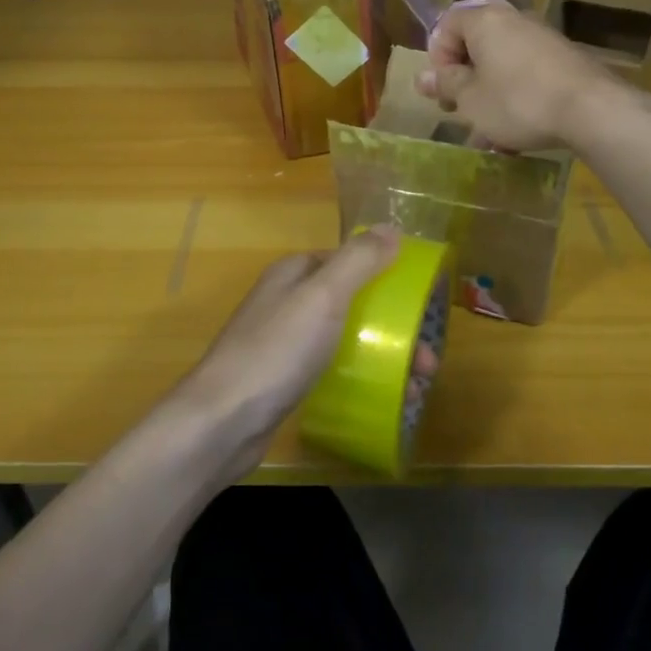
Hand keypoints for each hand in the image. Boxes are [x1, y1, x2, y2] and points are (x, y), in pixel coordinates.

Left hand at [178, 227, 399, 476]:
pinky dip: (360, 377)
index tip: (418, 301)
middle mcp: (287, 302)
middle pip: (350, 302)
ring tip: (417, 388)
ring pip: (344, 338)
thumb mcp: (323, 296)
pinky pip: (332, 369)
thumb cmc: (277, 350)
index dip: (383, 274)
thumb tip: (392, 228)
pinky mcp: (284, 380)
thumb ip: (359, 260)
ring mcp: (283, 343)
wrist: (222, 422)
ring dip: (382, 355)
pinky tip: (382, 399)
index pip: (346, 260)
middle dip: (391, 326)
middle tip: (427, 360)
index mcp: (294, 274)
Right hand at [415, 1, 620, 150]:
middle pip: (476, 45)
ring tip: (488, 135)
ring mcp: (542, 38)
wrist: (592, 110)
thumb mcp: (471, 99)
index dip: (437, 58)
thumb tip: (420, 77)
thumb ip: (446, 85)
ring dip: (489, 96)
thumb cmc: (517, 101)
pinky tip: (518, 135)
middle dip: (464, 80)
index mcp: (484, 20)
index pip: (446, 25)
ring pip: (502, 65)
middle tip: (460, 110)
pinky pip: (527, 75)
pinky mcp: (565, 59)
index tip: (442, 90)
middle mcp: (513, 20)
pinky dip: (516, 98)